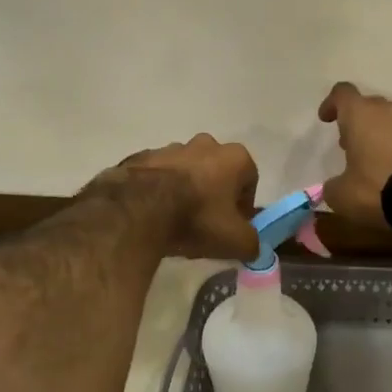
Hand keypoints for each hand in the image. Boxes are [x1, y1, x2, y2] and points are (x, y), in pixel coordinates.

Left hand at [110, 134, 259, 260]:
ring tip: (176, 220)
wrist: (138, 208)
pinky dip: (159, 190)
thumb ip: (252, 243)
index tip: (233, 226)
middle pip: (217, 172)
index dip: (243, 206)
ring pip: (187, 171)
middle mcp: (206, 144)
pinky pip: (159, 175)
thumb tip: (253, 247)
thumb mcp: (235, 241)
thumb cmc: (197, 218)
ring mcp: (172, 147)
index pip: (249, 181)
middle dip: (215, 194)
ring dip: (186, 190)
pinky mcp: (143, 157)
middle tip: (206, 222)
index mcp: (235, 157)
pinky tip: (154, 214)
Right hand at [317, 82, 391, 228]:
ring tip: (378, 163)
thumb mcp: (342, 195)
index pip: (342, 93)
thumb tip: (334, 187)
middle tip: (352, 146)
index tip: (326, 119)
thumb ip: (333, 186)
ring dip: (384, 136)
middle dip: (359, 122)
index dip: (332, 103)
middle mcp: (390, 112)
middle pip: (370, 106)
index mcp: (361, 115)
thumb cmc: (377, 188)